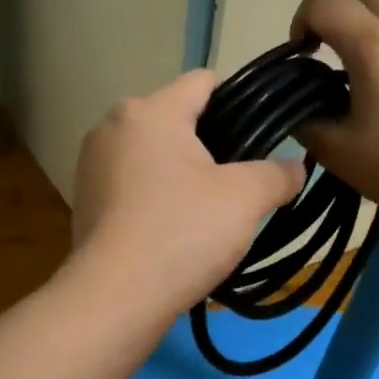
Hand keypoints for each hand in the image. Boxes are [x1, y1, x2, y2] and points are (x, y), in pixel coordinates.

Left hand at [71, 70, 306, 316]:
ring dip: (180, 169)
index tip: (263, 131)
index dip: (240, 99)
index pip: (204, 82)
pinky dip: (154, 193)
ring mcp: (92, 162)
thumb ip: (277, 174)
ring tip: (209, 206)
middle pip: (176, 117)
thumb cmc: (182, 231)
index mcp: (150, 110)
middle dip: (210, 140)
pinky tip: (174, 225)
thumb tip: (295, 167)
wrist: (115, 297)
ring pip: (152, 151)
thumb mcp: (245, 199)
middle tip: (241, 177)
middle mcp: (114, 125)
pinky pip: (131, 181)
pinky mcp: (83, 198)